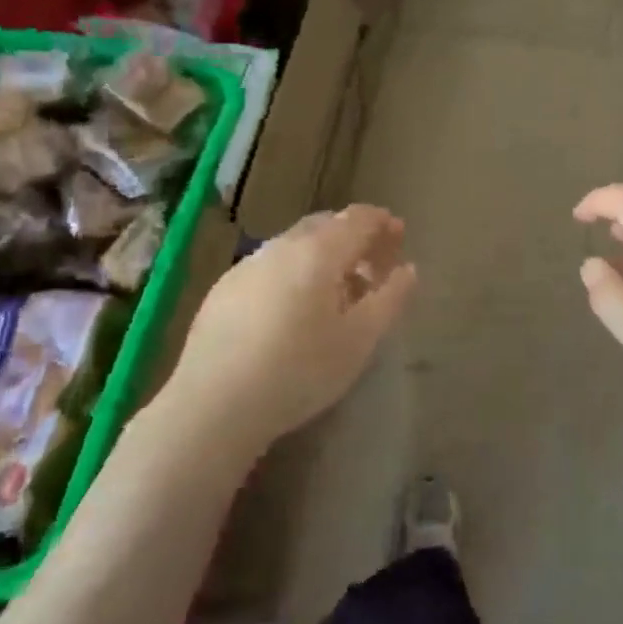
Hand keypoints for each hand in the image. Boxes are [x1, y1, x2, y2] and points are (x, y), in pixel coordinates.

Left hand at [158, 205, 416, 458]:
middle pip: (325, 225)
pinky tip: (294, 309)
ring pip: (295, 245)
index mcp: (318, 252)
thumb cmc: (300, 371)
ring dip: (323, 256)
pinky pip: (270, 267)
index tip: (399, 235)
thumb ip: (390, 299)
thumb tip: (407, 269)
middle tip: (373, 266)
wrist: (214, 405)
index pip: (357, 218)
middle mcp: (281, 246)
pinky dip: (294, 272)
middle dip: (354, 237)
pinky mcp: (223, 290)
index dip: (382, 222)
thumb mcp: (360, 340)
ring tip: (337, 292)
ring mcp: (247, 266)